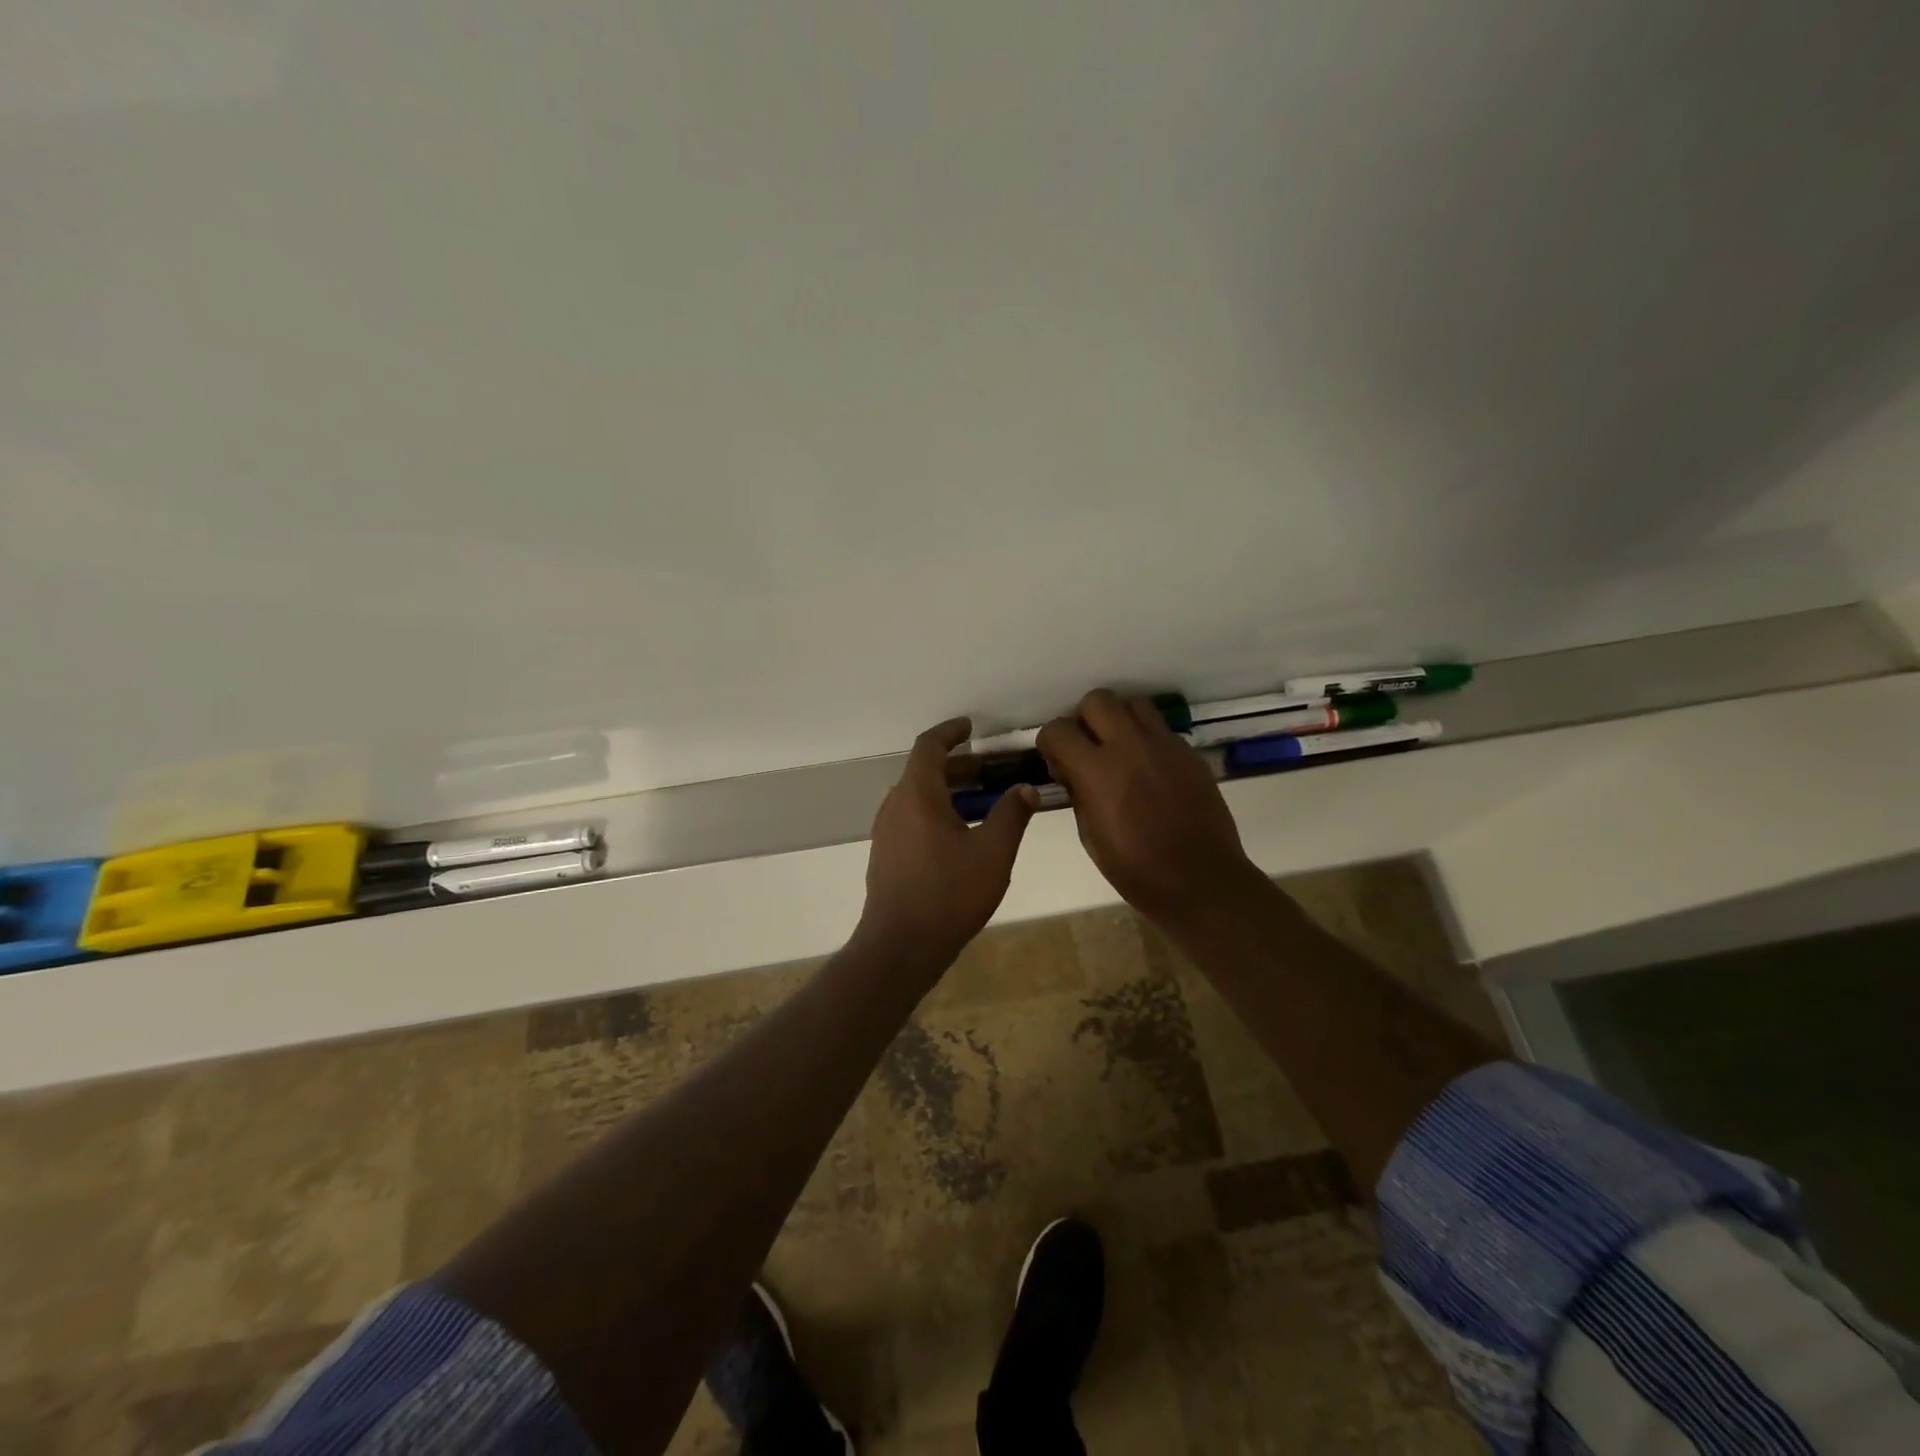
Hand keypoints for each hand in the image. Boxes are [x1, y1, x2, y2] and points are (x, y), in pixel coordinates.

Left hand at [856, 718, 1037, 972]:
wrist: (901, 946)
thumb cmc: (949, 893)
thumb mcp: (993, 852)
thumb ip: (1012, 814)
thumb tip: (1025, 788)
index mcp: (917, 794)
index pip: (929, 746)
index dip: (951, 731)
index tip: (971, 727)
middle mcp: (895, 806)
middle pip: (925, 772)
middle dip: (959, 766)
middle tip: (992, 771)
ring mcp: (887, 832)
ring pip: (919, 798)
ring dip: (950, 792)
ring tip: (984, 803)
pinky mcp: (887, 855)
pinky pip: (913, 819)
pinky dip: (938, 813)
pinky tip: (963, 836)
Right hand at [1037, 689, 1265, 926]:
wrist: (1201, 881)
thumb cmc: (1137, 870)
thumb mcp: (1090, 835)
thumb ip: (1078, 792)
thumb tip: (1071, 769)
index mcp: (1098, 771)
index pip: (1058, 729)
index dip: (1050, 742)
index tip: (1057, 760)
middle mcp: (1131, 746)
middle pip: (1098, 700)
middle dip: (1085, 719)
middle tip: (1089, 748)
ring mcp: (1165, 746)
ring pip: (1134, 705)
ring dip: (1119, 721)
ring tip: (1120, 751)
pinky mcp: (1189, 753)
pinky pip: (1161, 729)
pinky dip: (1147, 740)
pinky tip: (1149, 771)